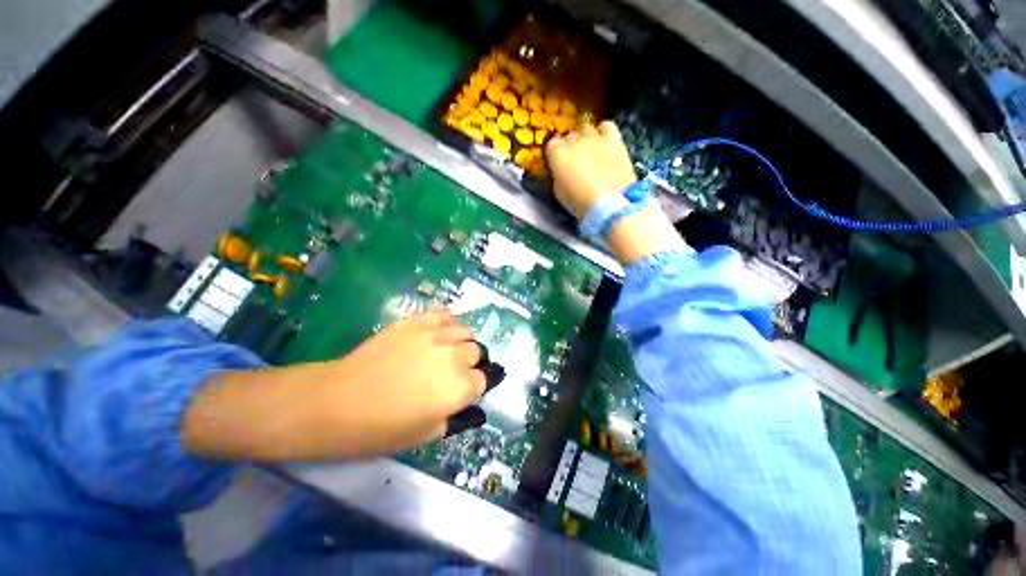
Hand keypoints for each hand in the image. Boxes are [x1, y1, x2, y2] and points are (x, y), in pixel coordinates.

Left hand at [330, 310, 486, 453]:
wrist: (338, 401)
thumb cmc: (381, 428)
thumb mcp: (426, 435)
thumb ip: (457, 419)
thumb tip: (475, 409)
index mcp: (459, 388)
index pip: (484, 380)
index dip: (475, 386)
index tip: (466, 391)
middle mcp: (454, 357)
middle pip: (477, 352)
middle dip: (470, 363)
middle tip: (454, 372)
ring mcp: (435, 335)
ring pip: (465, 331)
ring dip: (462, 343)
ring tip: (448, 351)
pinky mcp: (417, 322)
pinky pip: (444, 315)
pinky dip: (448, 323)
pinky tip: (439, 333)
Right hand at [546, 120, 686, 263]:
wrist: (610, 205)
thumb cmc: (580, 204)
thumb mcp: (560, 193)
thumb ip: (558, 177)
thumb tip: (561, 172)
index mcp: (558, 155)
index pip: (551, 145)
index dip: (554, 154)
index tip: (557, 163)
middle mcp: (574, 141)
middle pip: (569, 136)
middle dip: (570, 146)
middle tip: (574, 161)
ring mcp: (595, 138)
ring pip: (586, 128)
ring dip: (585, 138)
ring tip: (589, 151)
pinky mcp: (614, 141)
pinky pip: (606, 126)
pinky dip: (603, 132)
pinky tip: (603, 143)